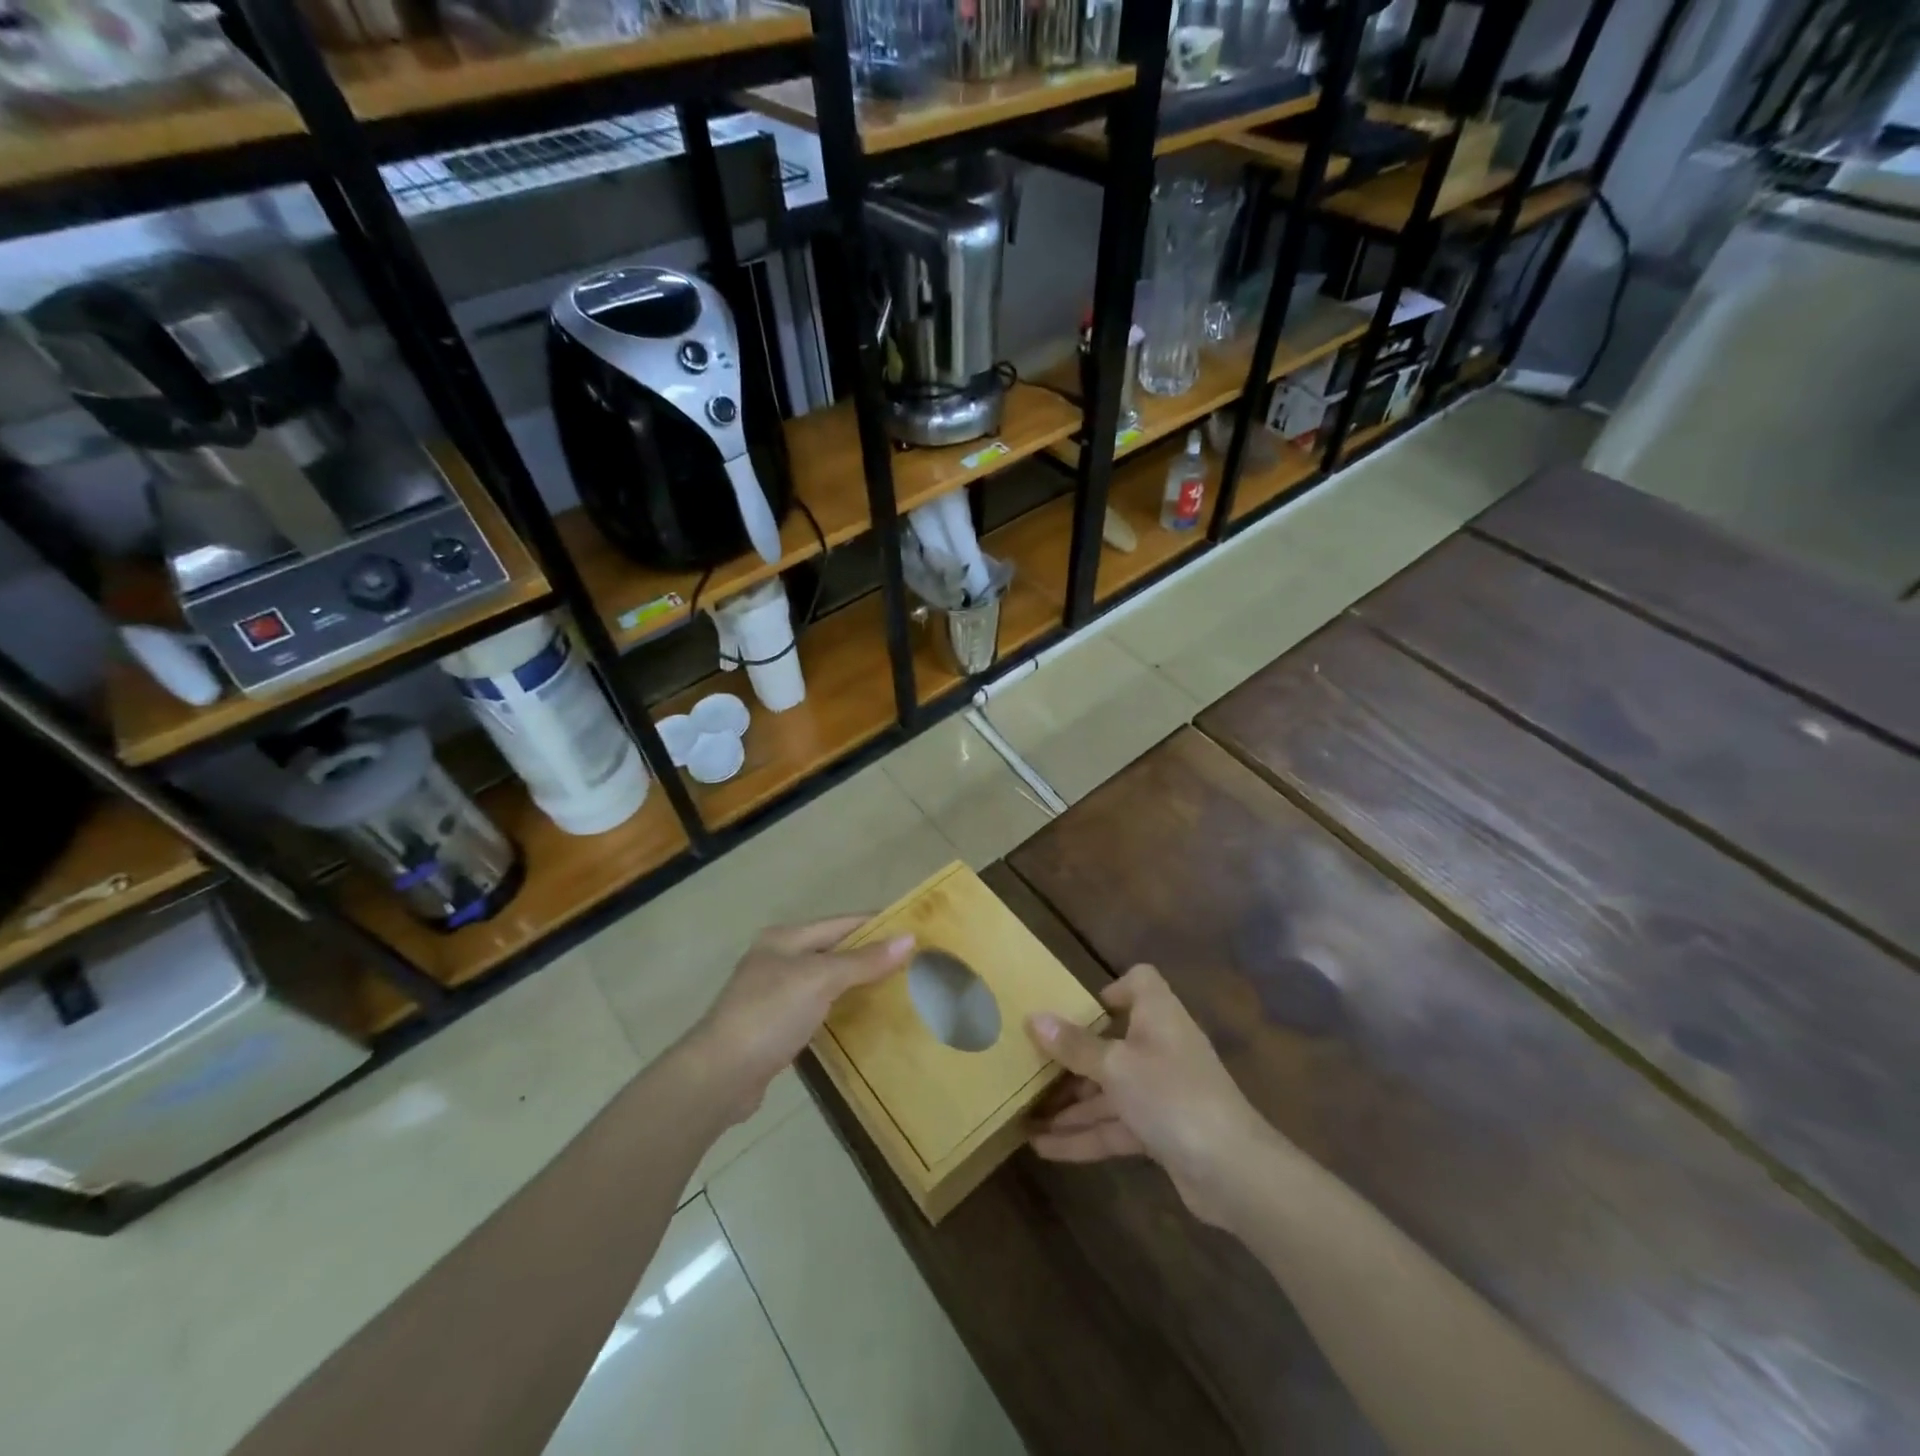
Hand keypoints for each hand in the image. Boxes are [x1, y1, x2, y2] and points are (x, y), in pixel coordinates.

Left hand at [690, 918, 914, 1123]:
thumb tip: (909, 938)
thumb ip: (863, 960)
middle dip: (870, 955)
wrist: (719, 1076)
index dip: (877, 925)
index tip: (914, 931)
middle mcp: (778, 959)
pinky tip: (863, 1019)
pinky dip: (841, 1009)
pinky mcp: (775, 1027)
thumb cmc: (770, 1014)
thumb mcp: (820, 980)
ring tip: (898, 990)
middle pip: (834, 950)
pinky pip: (819, 1008)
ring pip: (827, 981)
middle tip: (914, 964)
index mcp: (785, 938)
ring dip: (857, 984)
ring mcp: (774, 994)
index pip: (841, 923)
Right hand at [1027, 964, 1273, 1225]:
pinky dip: (1085, 1135)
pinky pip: (1116, 1125)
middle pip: (1113, 1041)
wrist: (1233, 1171)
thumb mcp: (1115, 1067)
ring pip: (1110, 1090)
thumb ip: (1075, 1046)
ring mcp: (1162, 1092)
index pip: (1142, 983)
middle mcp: (1161, 1048)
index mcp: (1158, 1017)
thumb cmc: (1172, 1096)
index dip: (1112, 989)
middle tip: (1031, 1065)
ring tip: (1025, 1115)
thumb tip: (1034, 1018)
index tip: (1078, 1008)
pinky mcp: (1161, 1132)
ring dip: (1072, 1104)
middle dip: (1073, 1057)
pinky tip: (1044, 1148)